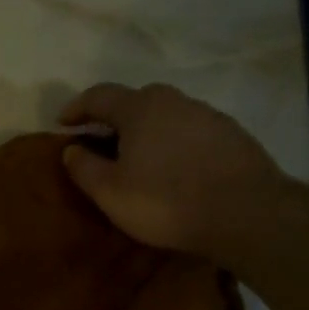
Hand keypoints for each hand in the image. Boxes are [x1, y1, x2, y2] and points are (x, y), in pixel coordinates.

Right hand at [60, 83, 288, 261]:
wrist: (247, 213)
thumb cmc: (165, 201)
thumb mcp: (109, 192)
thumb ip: (83, 167)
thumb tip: (71, 149)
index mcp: (140, 108)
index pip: (99, 96)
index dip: (76, 108)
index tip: (61, 124)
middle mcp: (174, 101)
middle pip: (135, 100)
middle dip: (113, 118)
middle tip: (100, 142)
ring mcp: (208, 115)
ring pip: (166, 115)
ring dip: (145, 131)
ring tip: (137, 158)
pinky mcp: (232, 135)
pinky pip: (189, 131)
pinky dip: (172, 143)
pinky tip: (172, 169)